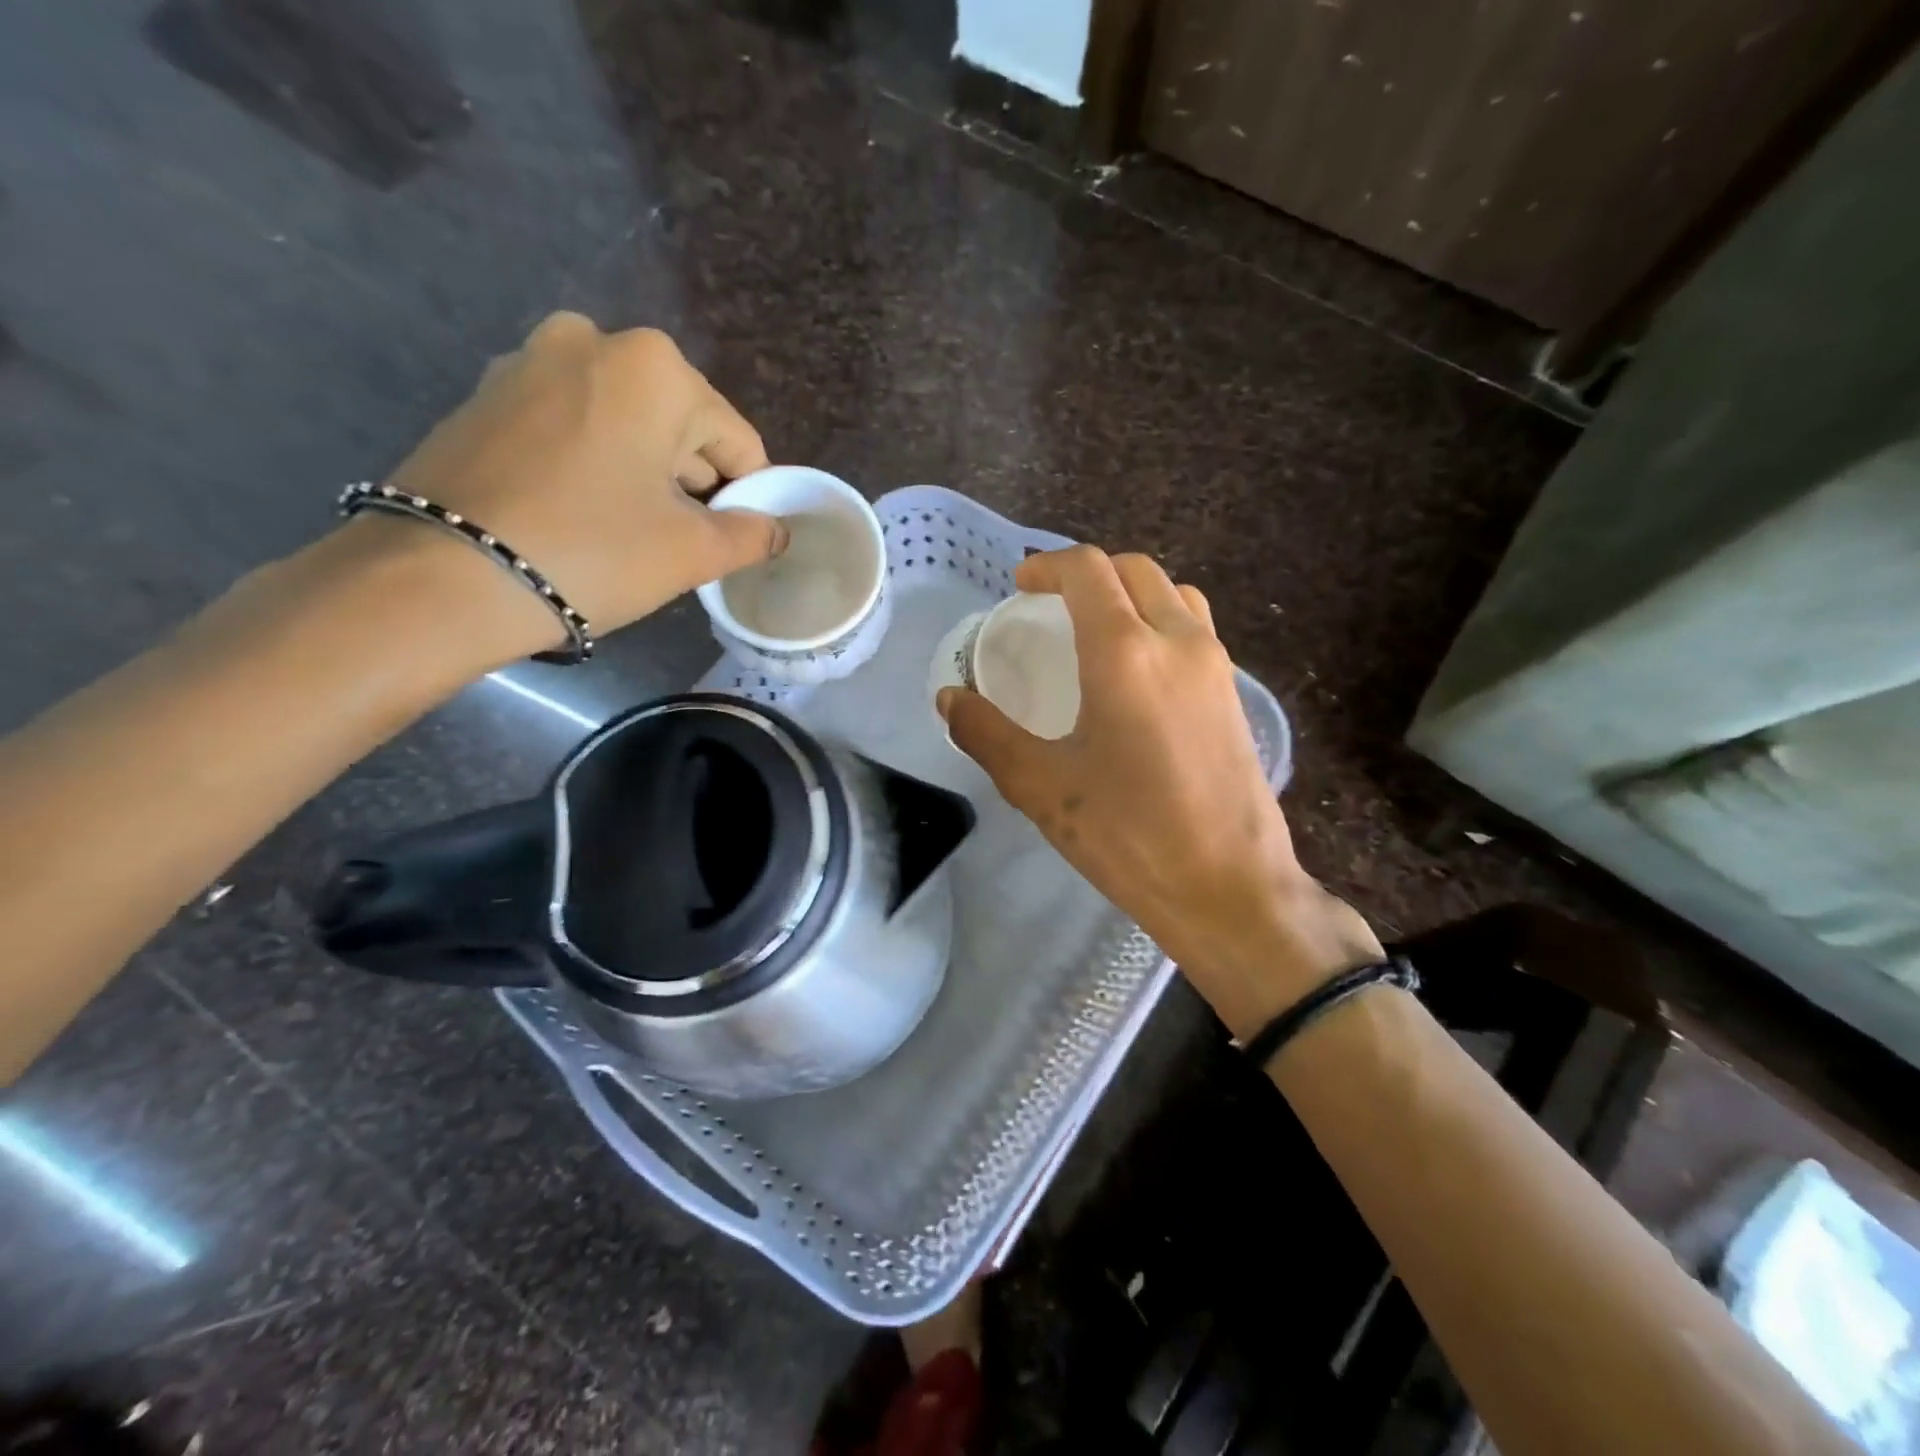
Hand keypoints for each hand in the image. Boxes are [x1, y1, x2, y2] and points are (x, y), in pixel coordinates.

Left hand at [379, 313, 784, 660]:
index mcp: (654, 367)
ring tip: (626, 534)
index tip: (730, 541)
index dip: (745, 497)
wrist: (443, 576)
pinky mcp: (486, 395)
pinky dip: (593, 467)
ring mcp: (528, 362)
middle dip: (690, 483)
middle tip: (677, 543)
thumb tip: (775, 530)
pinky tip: (580, 516)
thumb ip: (750, 535)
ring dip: (643, 476)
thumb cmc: (592, 552)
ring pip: (624, 426)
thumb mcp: (692, 551)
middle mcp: (591, 341)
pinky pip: (572, 428)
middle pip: (679, 426)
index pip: (736, 440)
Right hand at [938, 547, 1382, 1037]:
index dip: (1048, 566)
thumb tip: (950, 698)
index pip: (1088, 571)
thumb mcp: (1041, 786)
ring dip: (1130, 592)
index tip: (1020, 587)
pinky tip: (1138, 671)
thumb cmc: (1129, 835)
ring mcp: (1215, 665)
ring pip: (1173, 594)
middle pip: (1134, 570)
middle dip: (1088, 573)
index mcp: (1126, 652)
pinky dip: (1160, 620)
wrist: (1228, 887)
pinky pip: (1195, 628)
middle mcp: (1177, 641)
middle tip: (1051, 605)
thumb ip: (987, 733)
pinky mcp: (1234, 693)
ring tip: (1097, 628)